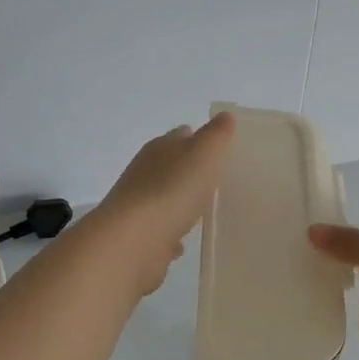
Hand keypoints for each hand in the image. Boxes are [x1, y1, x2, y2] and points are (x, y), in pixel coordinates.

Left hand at [92, 112, 236, 293]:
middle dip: (192, 173)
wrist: (133, 241)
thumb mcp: (204, 153)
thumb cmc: (172, 190)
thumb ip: (217, 135)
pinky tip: (185, 242)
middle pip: (173, 168)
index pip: (182, 136)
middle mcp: (145, 174)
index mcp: (160, 149)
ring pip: (166, 200)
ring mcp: (140, 207)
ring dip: (181, 204)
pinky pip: (161, 232)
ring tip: (206, 212)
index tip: (222, 151)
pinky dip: (172, 234)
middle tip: (219, 182)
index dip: (201, 140)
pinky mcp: (140, 238)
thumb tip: (225, 116)